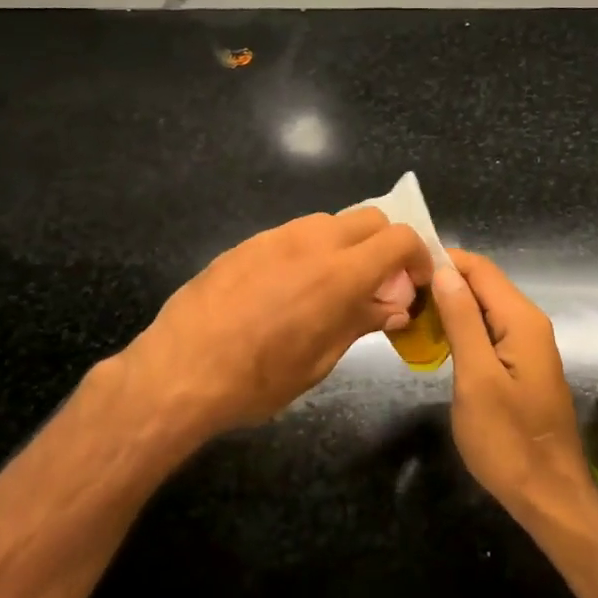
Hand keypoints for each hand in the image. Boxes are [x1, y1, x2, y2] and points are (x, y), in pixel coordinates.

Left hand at [117, 209, 432, 448]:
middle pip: (370, 219)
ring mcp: (275, 237)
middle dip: (385, 245)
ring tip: (333, 288)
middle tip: (379, 285)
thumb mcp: (319, 360)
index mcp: (340, 273)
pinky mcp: (247, 243)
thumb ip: (361, 322)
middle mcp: (312, 241)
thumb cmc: (257, 379)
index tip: (414, 284)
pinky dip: (310, 251)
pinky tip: (290, 290)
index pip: (400, 238)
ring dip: (347, 246)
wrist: (180, 370)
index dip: (418, 257)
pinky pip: (293, 235)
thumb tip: (395, 306)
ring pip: (330, 223)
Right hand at [429, 250, 593, 520]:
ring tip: (409, 316)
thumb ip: (462, 321)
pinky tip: (436, 341)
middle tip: (399, 296)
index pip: (479, 268)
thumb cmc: (507, 439)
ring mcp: (527, 345)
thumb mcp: (476, 378)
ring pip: (484, 308)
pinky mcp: (521, 365)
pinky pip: (489, 331)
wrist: (547, 495)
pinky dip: (461, 329)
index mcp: (521, 320)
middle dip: (443, 283)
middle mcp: (529, 323)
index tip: (402, 269)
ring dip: (449, 307)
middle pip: (483, 285)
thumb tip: (444, 271)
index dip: (442, 261)